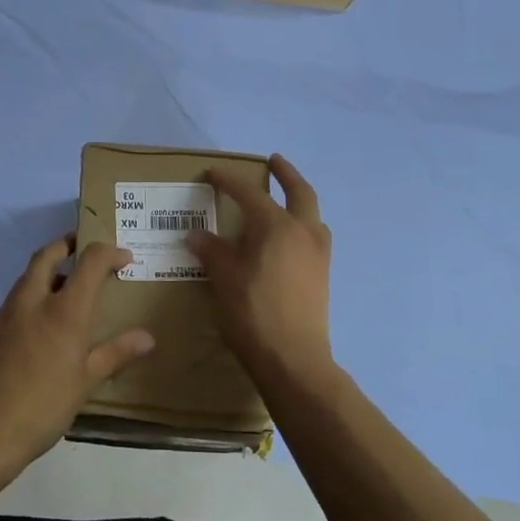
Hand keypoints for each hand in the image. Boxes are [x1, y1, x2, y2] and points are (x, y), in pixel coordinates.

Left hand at [0, 237, 153, 472]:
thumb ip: (116, 353)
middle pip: (49, 253)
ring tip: (69, 286)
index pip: (90, 260)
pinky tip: (45, 319)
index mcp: (64, 309)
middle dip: (68, 244)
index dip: (109, 252)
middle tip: (85, 248)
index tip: (124, 259)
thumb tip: (147, 337)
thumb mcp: (86, 382)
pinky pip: (17, 297)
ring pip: (29, 274)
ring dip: (50, 268)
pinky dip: (34, 292)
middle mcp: (33, 300)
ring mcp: (8, 312)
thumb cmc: (43, 406)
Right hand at [188, 154, 335, 384]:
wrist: (293, 359)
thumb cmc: (253, 313)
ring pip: (312, 215)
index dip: (228, 181)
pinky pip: (313, 237)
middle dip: (286, 174)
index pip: (249, 193)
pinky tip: (286, 240)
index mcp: (277, 226)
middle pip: (300, 192)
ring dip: (299, 201)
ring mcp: (318, 254)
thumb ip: (211, 251)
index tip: (211, 173)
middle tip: (273, 161)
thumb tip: (197, 235)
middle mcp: (304, 232)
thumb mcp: (223, 278)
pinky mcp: (322, 275)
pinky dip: (301, 226)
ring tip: (282, 201)